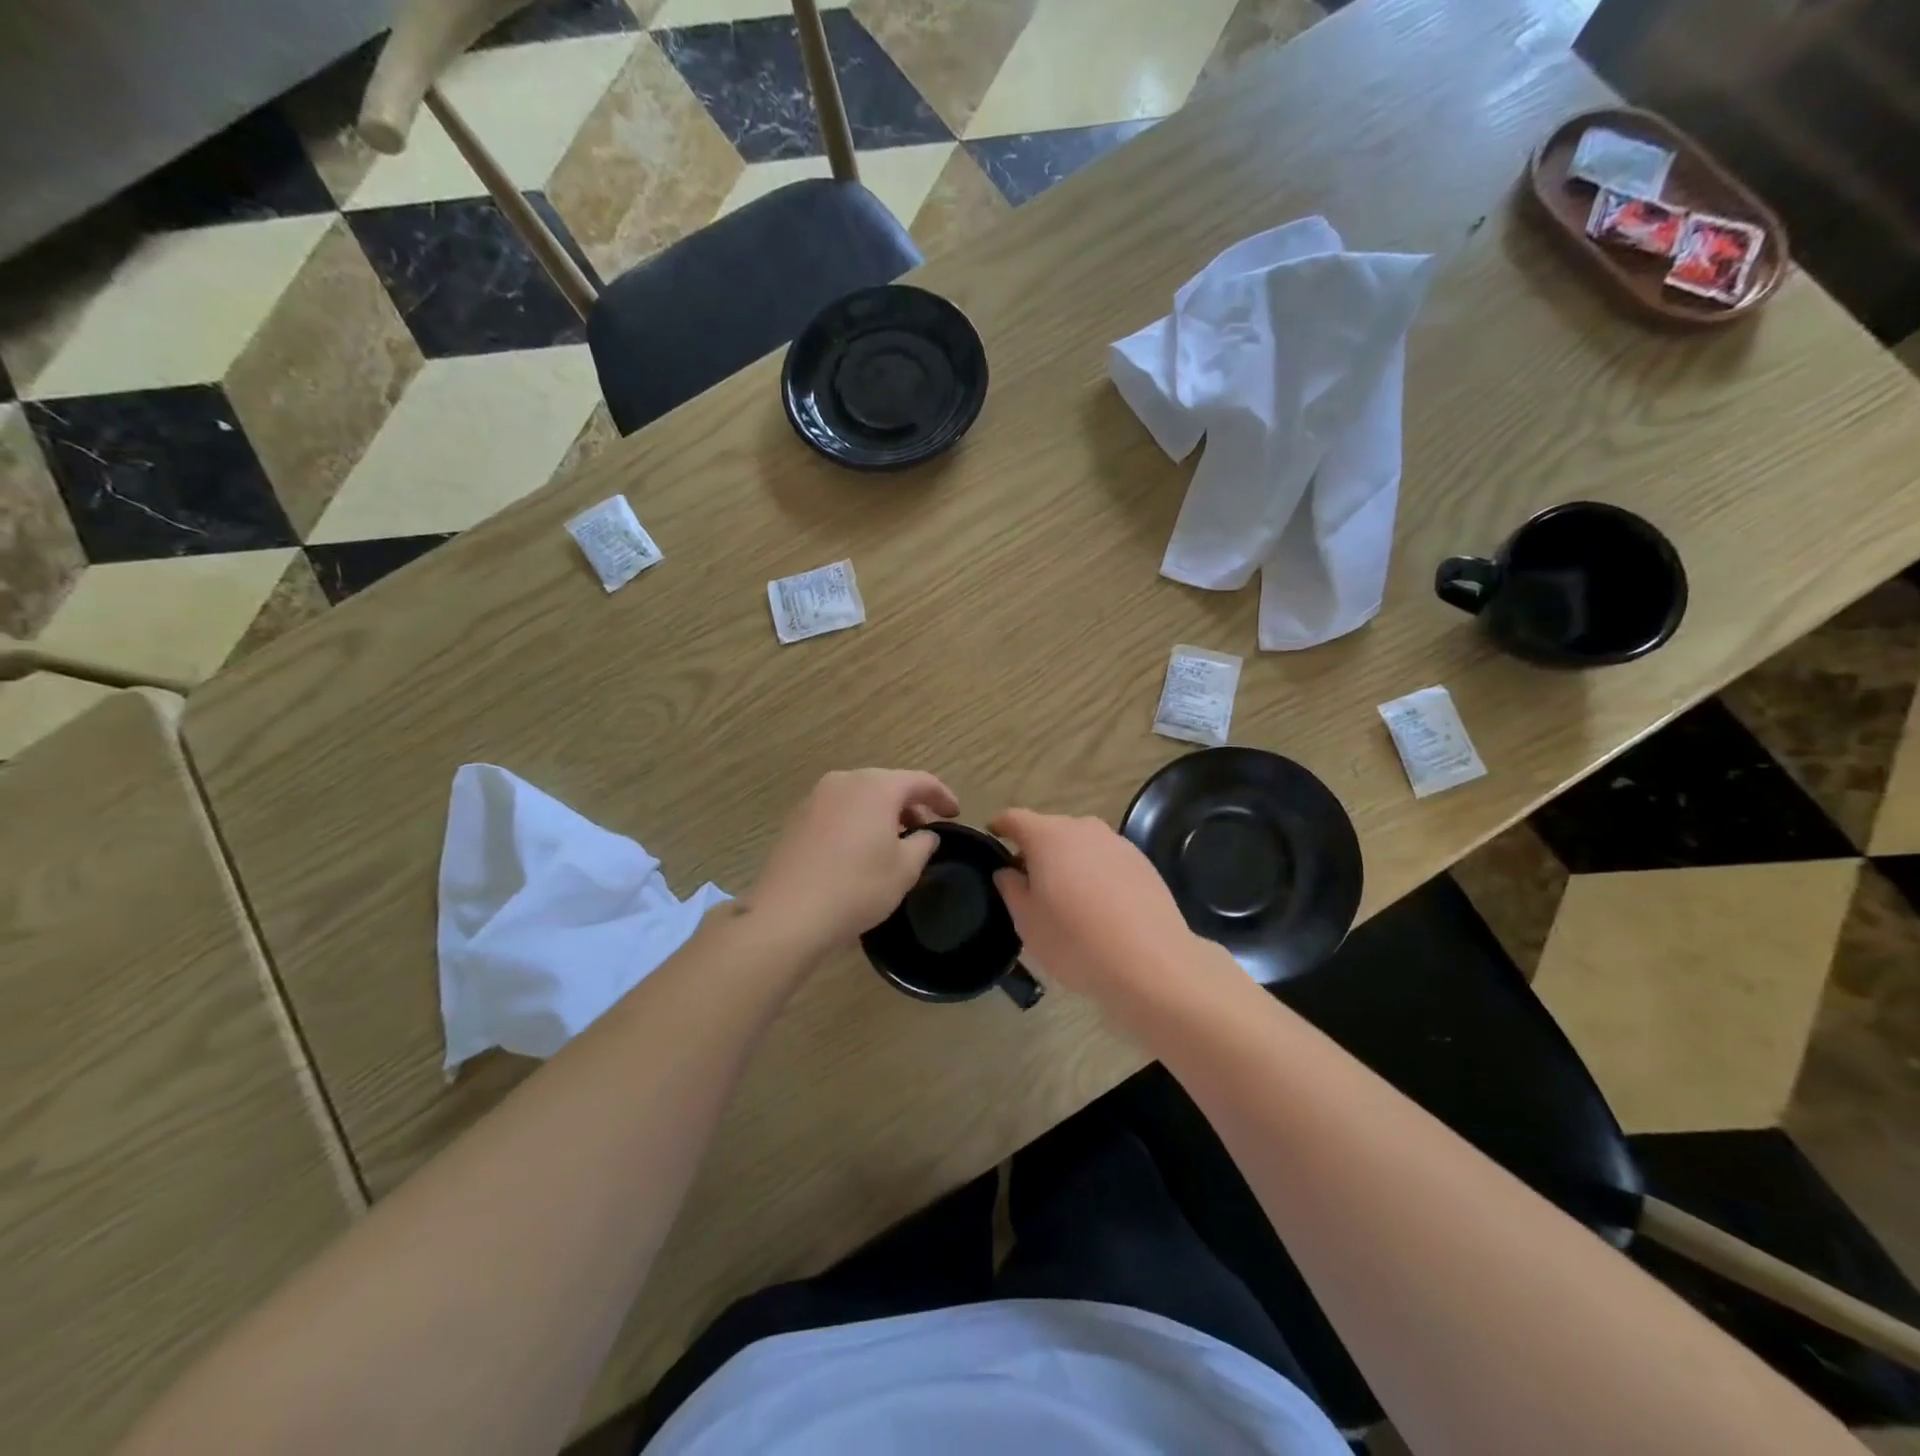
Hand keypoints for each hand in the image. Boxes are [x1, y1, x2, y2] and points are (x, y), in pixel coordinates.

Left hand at [751, 769, 959, 958]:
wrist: (788, 913)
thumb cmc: (857, 886)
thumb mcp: (905, 869)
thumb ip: (923, 844)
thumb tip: (926, 834)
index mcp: (876, 786)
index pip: (920, 781)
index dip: (942, 796)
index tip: (955, 814)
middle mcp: (845, 781)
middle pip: (887, 785)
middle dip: (909, 805)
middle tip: (924, 830)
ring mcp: (816, 798)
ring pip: (860, 797)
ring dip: (881, 813)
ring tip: (893, 842)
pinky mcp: (796, 819)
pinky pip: (838, 811)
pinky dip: (856, 822)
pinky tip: (859, 850)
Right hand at [989, 808, 1197, 1000]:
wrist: (1151, 963)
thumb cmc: (1075, 941)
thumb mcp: (1027, 922)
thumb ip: (1010, 888)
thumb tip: (1007, 871)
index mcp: (1048, 836)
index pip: (1014, 818)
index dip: (1000, 826)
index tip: (993, 836)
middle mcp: (1083, 828)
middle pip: (1050, 829)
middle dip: (1035, 848)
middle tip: (1027, 880)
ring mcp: (1117, 843)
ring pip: (1081, 844)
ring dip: (1068, 860)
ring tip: (1065, 895)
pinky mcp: (1142, 862)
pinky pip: (1106, 859)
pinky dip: (1095, 872)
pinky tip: (1098, 905)